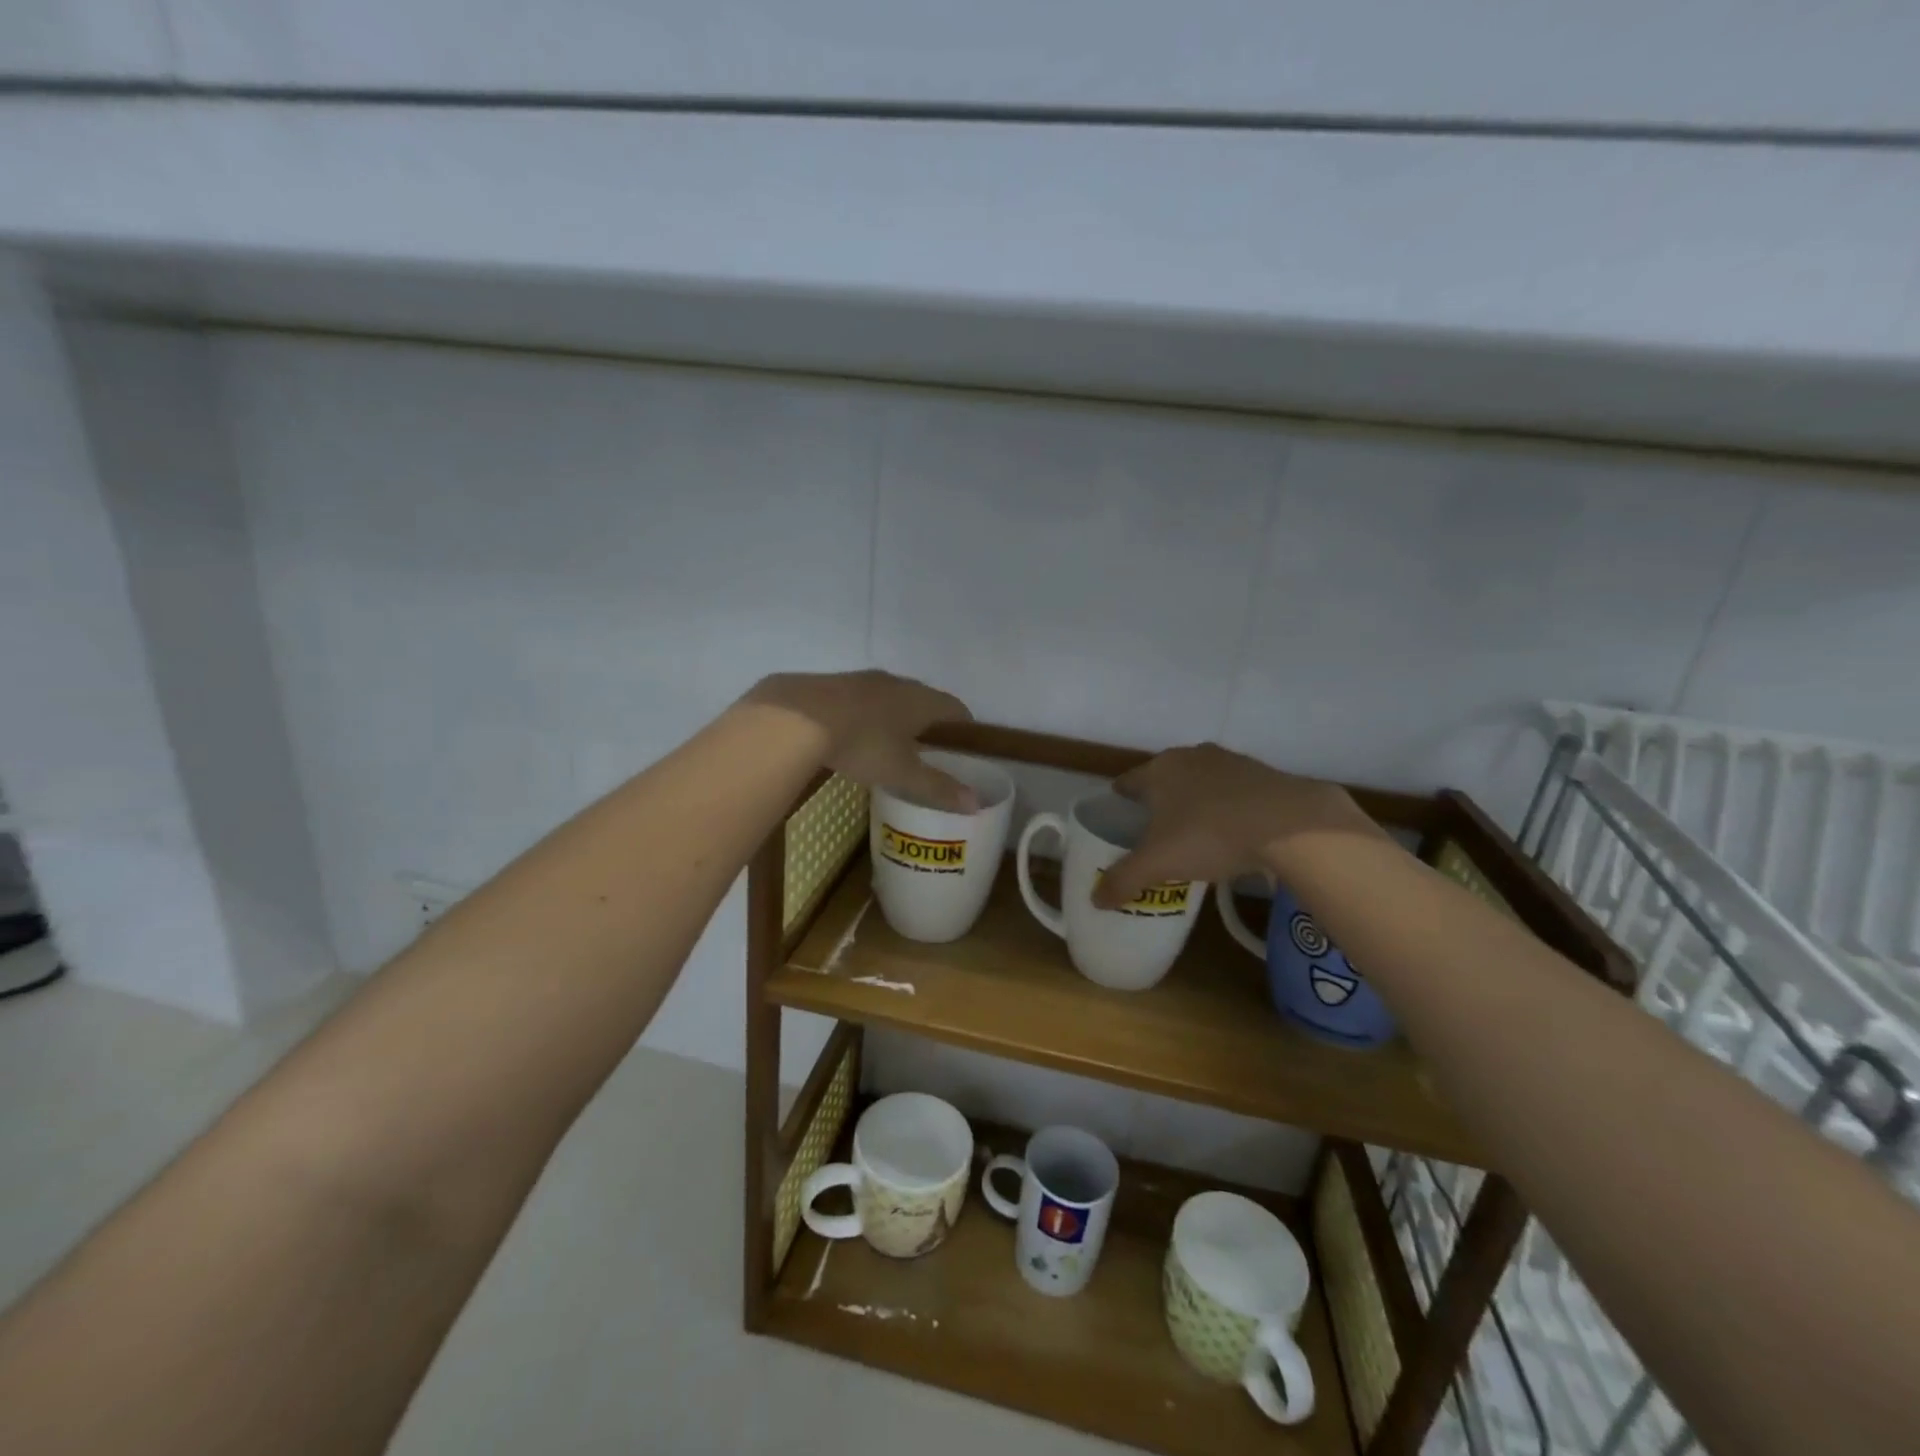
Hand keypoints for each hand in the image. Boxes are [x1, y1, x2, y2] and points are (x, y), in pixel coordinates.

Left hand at [742, 670, 976, 810]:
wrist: (797, 717)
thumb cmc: (862, 744)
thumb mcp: (901, 772)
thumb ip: (937, 787)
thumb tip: (974, 804)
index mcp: (921, 700)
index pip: (955, 708)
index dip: (963, 726)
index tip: (964, 747)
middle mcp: (897, 683)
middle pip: (923, 699)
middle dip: (929, 721)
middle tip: (929, 749)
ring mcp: (863, 679)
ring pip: (891, 696)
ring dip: (897, 715)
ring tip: (892, 742)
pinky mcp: (834, 683)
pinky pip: (862, 698)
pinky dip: (868, 713)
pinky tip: (856, 732)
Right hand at [1093, 743, 1382, 906]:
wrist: (1290, 824)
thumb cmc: (1209, 834)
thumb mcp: (1158, 863)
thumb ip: (1123, 880)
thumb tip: (1095, 900)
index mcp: (1159, 769)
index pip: (1128, 782)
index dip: (1120, 800)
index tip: (1119, 818)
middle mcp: (1191, 757)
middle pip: (1165, 779)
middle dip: (1158, 801)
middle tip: (1154, 831)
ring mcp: (1231, 762)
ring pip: (1201, 783)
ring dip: (1195, 802)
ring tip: (1194, 833)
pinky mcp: (1264, 775)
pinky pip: (1234, 792)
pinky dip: (1228, 808)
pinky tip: (1233, 833)